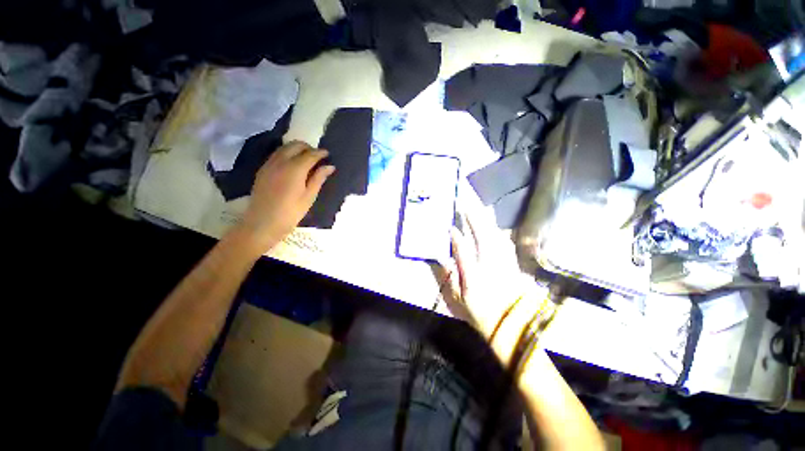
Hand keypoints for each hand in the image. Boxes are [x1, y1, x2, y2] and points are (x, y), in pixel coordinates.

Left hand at [234, 140, 334, 254]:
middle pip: (296, 145)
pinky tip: (292, 165)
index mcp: (295, 169)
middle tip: (317, 157)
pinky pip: (276, 154)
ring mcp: (269, 164)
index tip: (328, 154)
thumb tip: (330, 166)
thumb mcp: (309, 197)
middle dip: (308, 148)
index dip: (320, 153)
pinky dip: (287, 154)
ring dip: (297, 149)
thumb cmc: (291, 212)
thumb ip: (318, 178)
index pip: (310, 154)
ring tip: (306, 160)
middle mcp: (281, 161)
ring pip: (284, 147)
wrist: (262, 223)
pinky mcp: (263, 169)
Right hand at [438, 191, 543, 342]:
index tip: (452, 222)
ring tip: (479, 208)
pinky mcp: (512, 263)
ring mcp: (504, 263)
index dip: (459, 234)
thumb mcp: (459, 296)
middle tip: (466, 204)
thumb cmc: (479, 311)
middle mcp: (491, 265)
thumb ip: (453, 272)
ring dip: (487, 221)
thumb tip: (447, 252)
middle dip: (474, 218)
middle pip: (483, 236)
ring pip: (496, 236)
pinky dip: (498, 231)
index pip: (465, 250)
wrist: (509, 324)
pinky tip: (494, 226)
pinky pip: (505, 242)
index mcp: (475, 275)